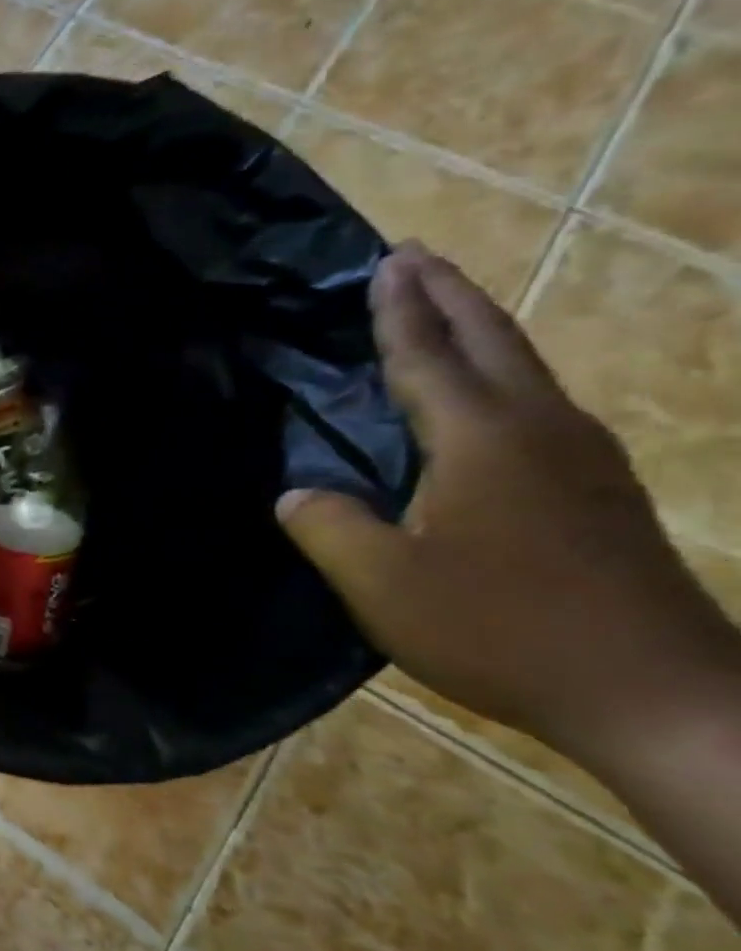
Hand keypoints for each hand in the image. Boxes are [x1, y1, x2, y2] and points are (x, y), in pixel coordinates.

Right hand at [276, 242, 740, 770]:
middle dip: (450, 293)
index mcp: (482, 440)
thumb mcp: (382, 583)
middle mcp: (540, 430)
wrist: (655, 694)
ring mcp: (582, 459)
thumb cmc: (500, 629)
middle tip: (415, 256)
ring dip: (480, 328)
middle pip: (493, 339)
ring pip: (524, 368)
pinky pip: (537, 404)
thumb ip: (327, 528)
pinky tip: (487, 397)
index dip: (400, 311)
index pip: (429, 357)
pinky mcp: (599, 491)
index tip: (385, 262)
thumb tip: (295, 493)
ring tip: (445, 310)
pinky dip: (500, 375)